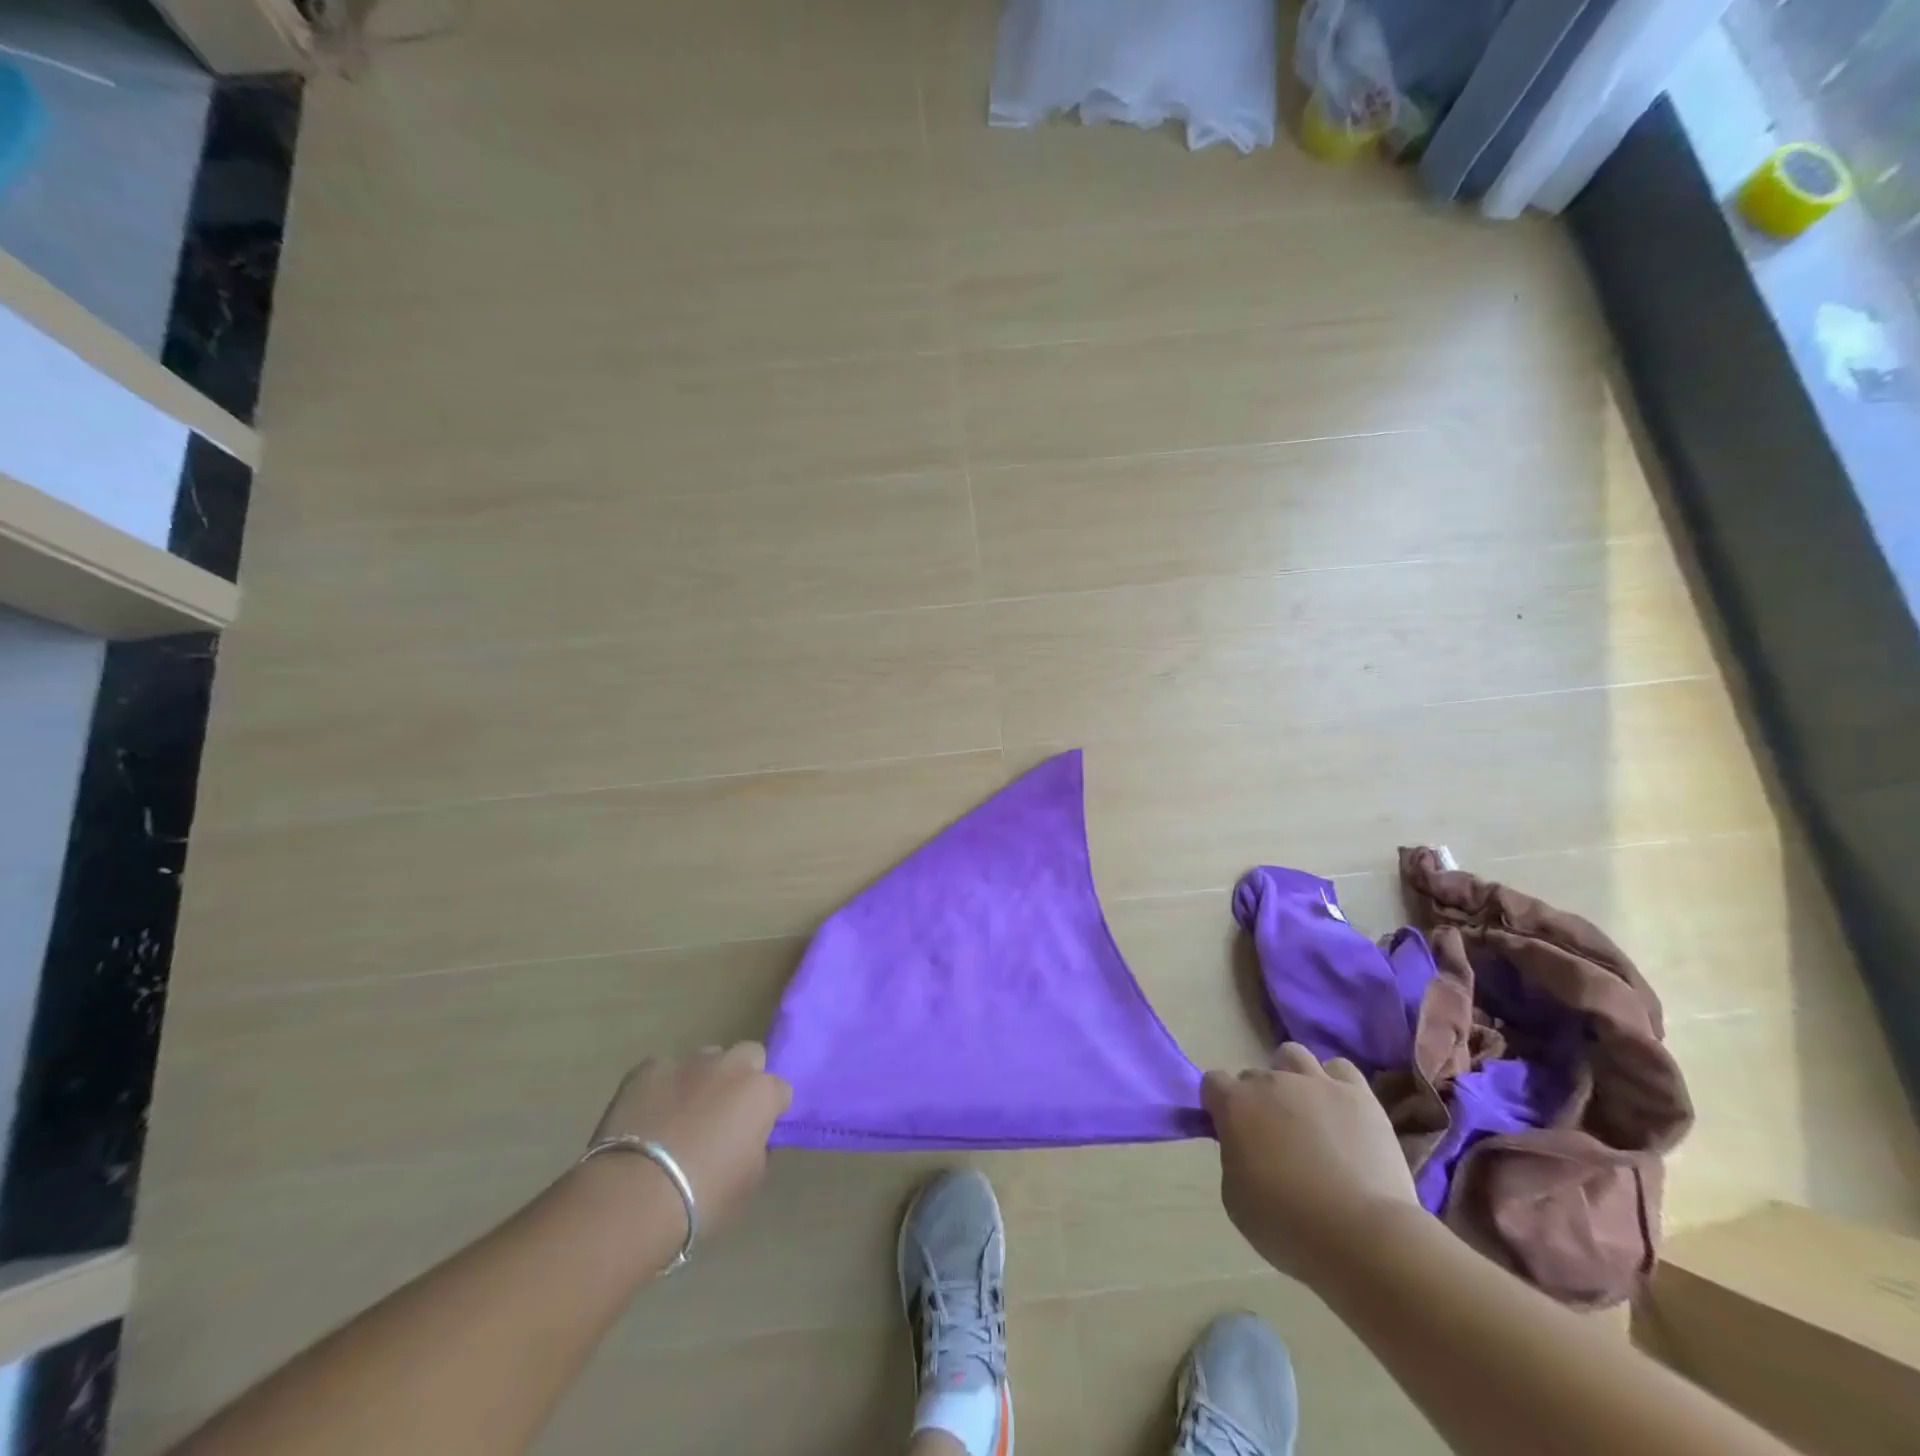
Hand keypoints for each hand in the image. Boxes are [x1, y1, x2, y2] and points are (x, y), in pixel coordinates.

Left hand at [588, 1044, 791, 1235]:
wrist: (636, 1194)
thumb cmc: (703, 1196)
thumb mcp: (749, 1182)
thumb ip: (758, 1150)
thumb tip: (752, 1138)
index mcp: (761, 1093)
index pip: (781, 1089)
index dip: (771, 1109)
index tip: (759, 1130)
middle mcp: (730, 1066)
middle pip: (749, 1055)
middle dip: (743, 1077)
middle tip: (727, 1111)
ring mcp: (688, 1062)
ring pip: (707, 1058)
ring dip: (704, 1078)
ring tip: (685, 1112)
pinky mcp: (648, 1068)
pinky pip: (664, 1070)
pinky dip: (663, 1087)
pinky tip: (651, 1114)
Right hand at [1202, 1044, 1419, 1286]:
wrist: (1363, 1237)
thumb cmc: (1289, 1226)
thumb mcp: (1236, 1199)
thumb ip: (1233, 1158)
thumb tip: (1244, 1146)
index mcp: (1236, 1105)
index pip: (1213, 1083)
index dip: (1218, 1106)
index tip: (1229, 1132)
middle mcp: (1271, 1082)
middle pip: (1254, 1076)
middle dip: (1258, 1100)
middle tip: (1273, 1137)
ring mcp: (1316, 1083)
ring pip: (1292, 1056)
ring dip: (1291, 1077)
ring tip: (1305, 1110)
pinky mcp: (1358, 1095)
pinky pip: (1340, 1069)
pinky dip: (1335, 1083)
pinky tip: (1340, 1109)